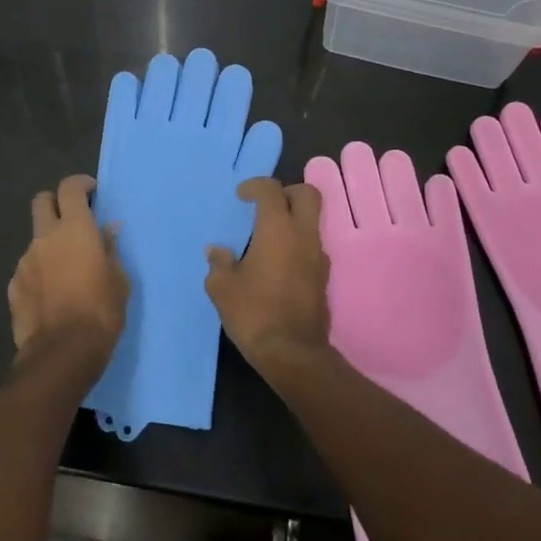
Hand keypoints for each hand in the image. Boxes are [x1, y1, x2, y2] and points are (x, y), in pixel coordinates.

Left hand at [8, 175, 128, 361]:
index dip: (80, 185)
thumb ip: (110, 249)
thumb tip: (107, 230)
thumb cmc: (101, 312)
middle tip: (73, 221)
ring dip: (49, 244)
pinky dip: (40, 272)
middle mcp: (45, 237)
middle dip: (56, 203)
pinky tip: (51, 295)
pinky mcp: (14, 285)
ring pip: (35, 239)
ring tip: (66, 272)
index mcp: (75, 229)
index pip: (70, 188)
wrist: (62, 352)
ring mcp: (25, 261)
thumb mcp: (118, 280)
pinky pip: (28, 268)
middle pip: (42, 201)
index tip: (92, 194)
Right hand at [204, 178, 333, 376]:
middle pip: (307, 194)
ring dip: (292, 220)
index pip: (271, 190)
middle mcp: (303, 236)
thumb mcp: (222, 288)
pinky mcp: (323, 277)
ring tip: (266, 239)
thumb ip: (219, 263)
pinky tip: (276, 265)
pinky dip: (296, 244)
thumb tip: (217, 252)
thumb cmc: (253, 313)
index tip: (241, 197)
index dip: (255, 186)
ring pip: (312, 221)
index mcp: (278, 230)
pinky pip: (311, 247)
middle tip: (265, 207)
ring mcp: (318, 257)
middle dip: (286, 192)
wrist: (292, 353)